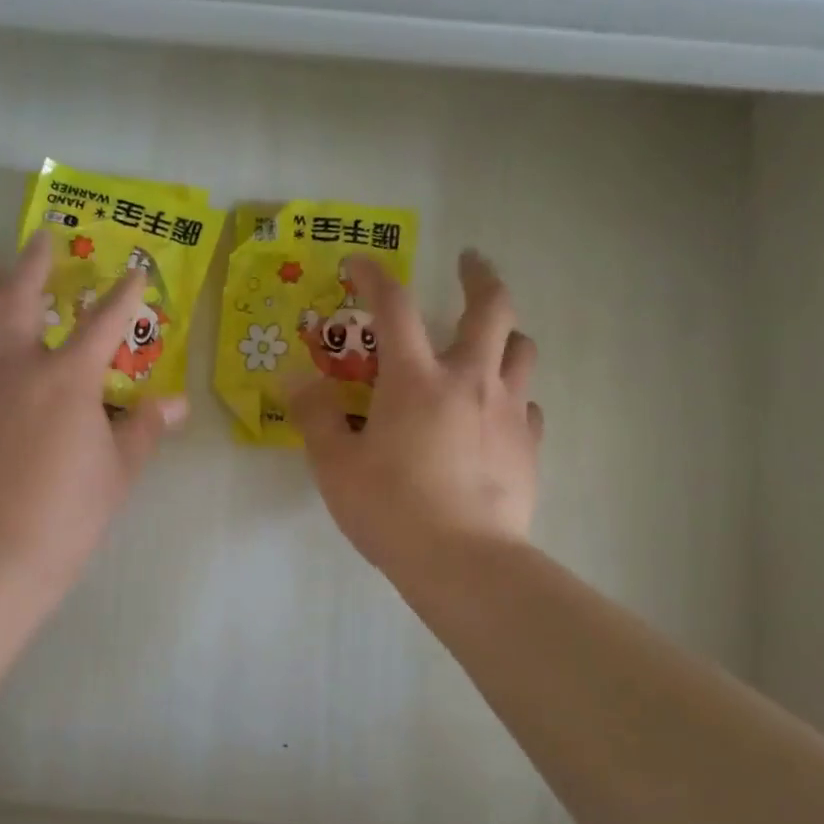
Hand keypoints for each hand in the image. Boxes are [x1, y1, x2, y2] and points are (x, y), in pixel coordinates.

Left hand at [0, 232, 186, 590]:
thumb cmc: (69, 513)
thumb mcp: (118, 470)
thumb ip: (143, 428)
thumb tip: (175, 404)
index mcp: (66, 378)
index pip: (103, 321)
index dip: (124, 294)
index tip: (135, 271)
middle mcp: (15, 367)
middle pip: (17, 295)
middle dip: (33, 261)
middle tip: (42, 239)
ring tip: (0, 278)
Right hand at [289, 251, 542, 577]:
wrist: (462, 562)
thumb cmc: (390, 510)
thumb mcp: (335, 465)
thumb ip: (315, 416)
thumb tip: (294, 378)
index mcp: (415, 380)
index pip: (394, 307)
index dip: (374, 276)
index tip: (359, 263)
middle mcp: (469, 381)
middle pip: (491, 308)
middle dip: (480, 276)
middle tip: (470, 262)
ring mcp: (507, 411)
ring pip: (522, 350)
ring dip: (505, 333)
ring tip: (488, 339)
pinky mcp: (529, 445)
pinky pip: (529, 404)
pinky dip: (512, 394)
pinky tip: (496, 413)